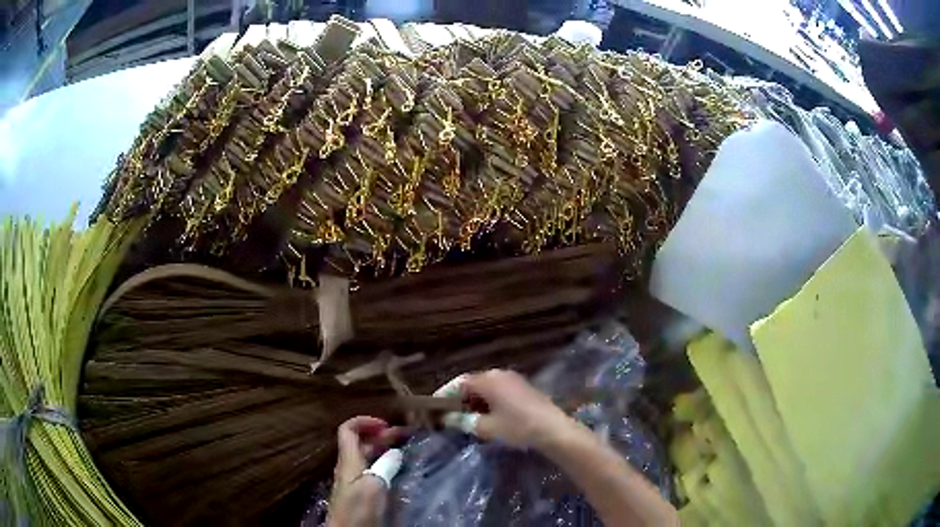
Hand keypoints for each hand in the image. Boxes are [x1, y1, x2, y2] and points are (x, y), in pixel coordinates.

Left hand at [328, 416, 407, 526]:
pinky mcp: (358, 492)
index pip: (348, 429)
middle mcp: (348, 466)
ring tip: (402, 450)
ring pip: (365, 456)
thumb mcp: (374, 487)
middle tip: (403, 435)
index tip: (386, 425)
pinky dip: (382, 464)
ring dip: (382, 449)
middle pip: (360, 442)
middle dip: (380, 435)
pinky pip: (369, 469)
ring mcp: (352, 480)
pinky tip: (395, 471)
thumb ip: (385, 467)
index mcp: (348, 460)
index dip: (365, 421)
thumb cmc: (358, 509)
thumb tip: (396, 452)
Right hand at [452, 369, 574, 450]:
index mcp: (488, 380)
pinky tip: (486, 418)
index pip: (459, 382)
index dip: (444, 395)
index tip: (434, 409)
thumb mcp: (486, 428)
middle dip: (459, 400)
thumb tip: (447, 419)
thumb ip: (463, 422)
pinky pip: (498, 392)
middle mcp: (499, 374)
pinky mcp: (523, 389)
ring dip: (473, 402)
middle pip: (472, 384)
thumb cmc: (517, 427)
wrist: (554, 430)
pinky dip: (487, 402)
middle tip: (448, 417)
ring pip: (486, 389)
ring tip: (465, 420)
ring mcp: (513, 380)